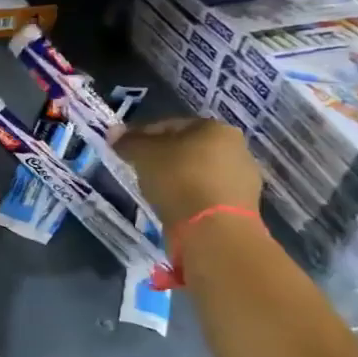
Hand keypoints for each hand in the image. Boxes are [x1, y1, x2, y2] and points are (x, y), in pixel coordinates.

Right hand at [111, 116, 262, 228]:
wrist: (214, 231)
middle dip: (164, 159)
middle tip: (140, 172)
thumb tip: (114, 133)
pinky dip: (190, 199)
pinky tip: (174, 209)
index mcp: (215, 127)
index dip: (143, 136)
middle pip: (187, 149)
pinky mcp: (242, 208)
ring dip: (178, 180)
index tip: (126, 151)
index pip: (170, 126)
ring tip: (156, 193)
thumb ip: (128, 141)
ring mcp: (243, 180)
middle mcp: (236, 148)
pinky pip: (206, 196)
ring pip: (198, 174)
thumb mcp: (143, 154)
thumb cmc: (179, 179)